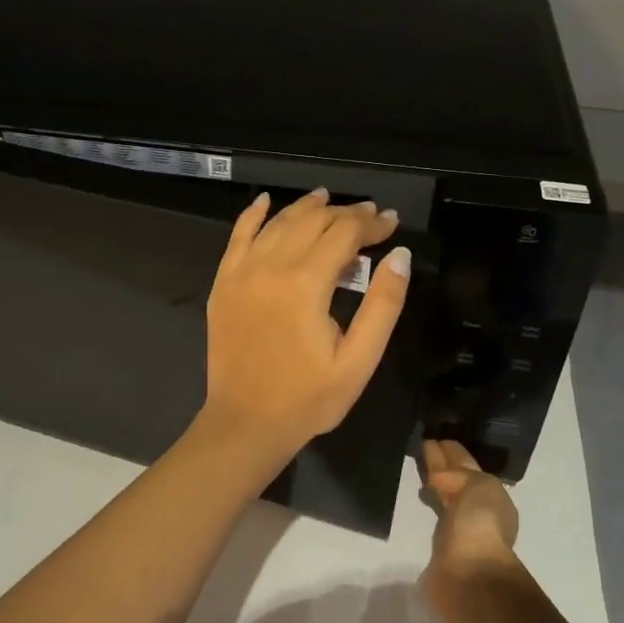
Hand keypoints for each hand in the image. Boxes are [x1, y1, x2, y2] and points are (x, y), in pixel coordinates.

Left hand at [202, 188, 409, 463]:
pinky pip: (237, 236)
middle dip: (344, 213)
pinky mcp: (223, 283)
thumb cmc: (309, 398)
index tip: (391, 222)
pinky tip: (265, 201)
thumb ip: (383, 304)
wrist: (245, 423)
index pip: (344, 233)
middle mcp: (271, 266)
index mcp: (306, 283)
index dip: (371, 223)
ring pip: (278, 223)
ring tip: (328, 199)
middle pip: (312, 221)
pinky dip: (253, 215)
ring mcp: (242, 272)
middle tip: (369, 215)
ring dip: (306, 207)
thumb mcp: (359, 360)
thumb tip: (400, 255)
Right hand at [421, 439, 521, 622]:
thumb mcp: (479, 485)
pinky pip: (435, 512)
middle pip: (457, 478)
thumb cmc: (480, 524)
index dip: (453, 451)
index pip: (468, 465)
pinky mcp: (441, 545)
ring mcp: (460, 527)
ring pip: (445, 494)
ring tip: (418, 465)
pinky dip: (429, 500)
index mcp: (492, 494)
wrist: (470, 575)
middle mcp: (478, 509)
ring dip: (434, 480)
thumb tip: (437, 481)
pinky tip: (420, 492)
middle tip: (422, 443)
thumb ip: (459, 475)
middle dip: (442, 462)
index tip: (435, 436)